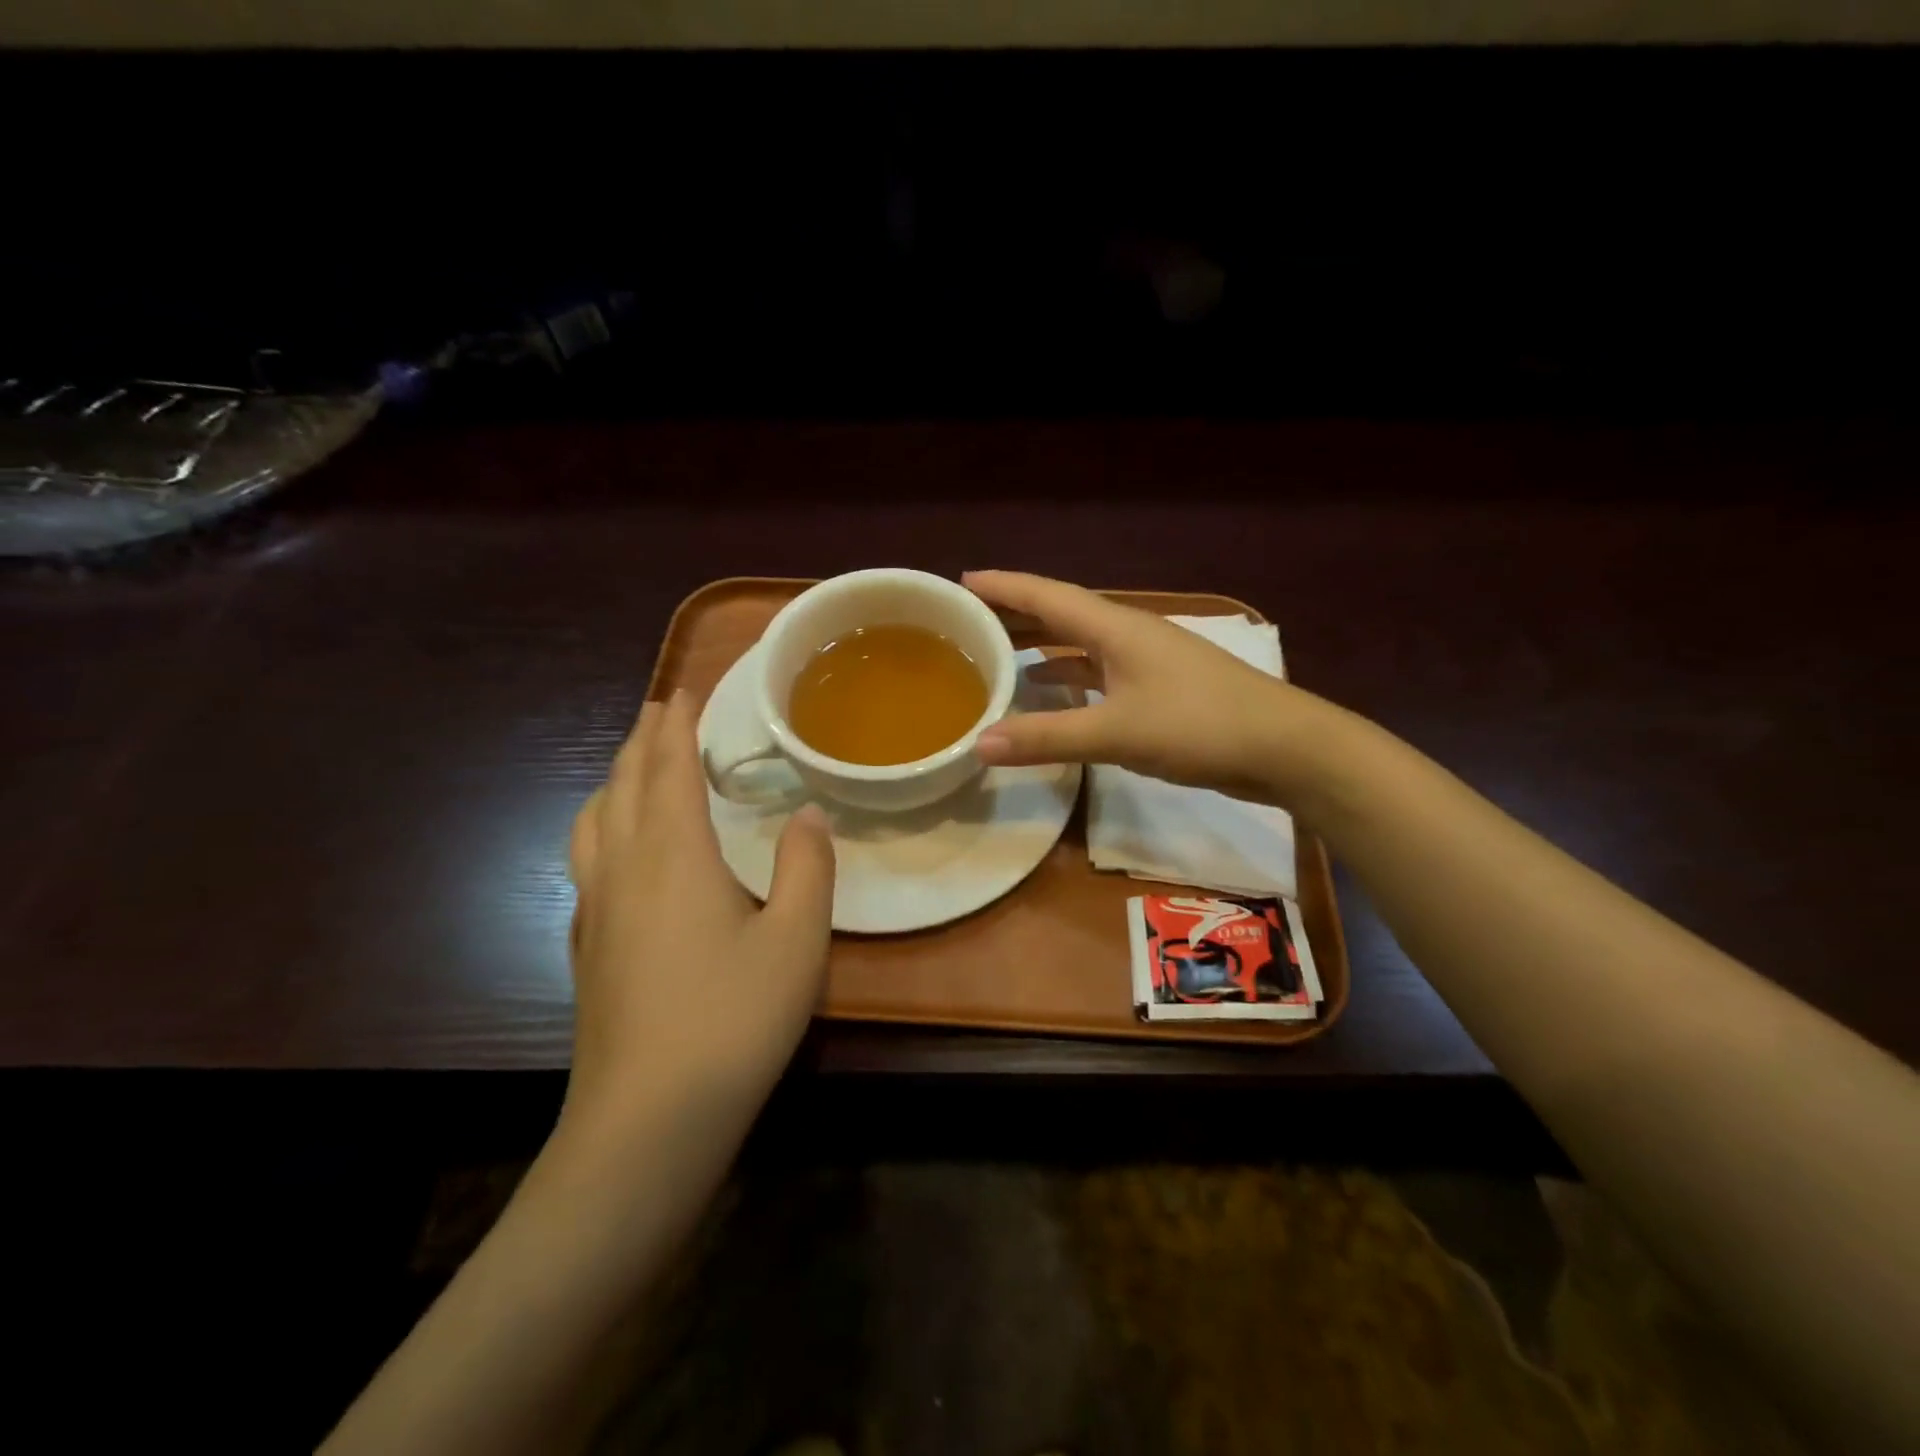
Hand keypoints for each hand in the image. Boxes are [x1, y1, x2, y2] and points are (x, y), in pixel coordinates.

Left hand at [564, 690, 835, 1139]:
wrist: (647, 1123)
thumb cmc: (732, 1020)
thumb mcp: (797, 941)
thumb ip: (807, 867)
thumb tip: (808, 814)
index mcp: (673, 854)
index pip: (670, 766)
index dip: (679, 722)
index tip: (688, 688)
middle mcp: (625, 868)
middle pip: (625, 782)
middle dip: (644, 738)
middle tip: (663, 708)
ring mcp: (595, 908)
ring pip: (594, 819)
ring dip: (615, 777)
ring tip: (637, 766)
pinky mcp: (586, 946)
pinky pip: (587, 857)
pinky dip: (603, 824)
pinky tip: (618, 848)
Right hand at [965, 570, 1331, 805]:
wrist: (1283, 748)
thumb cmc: (1200, 726)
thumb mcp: (1117, 733)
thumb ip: (1047, 737)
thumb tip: (978, 744)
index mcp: (1115, 627)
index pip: (1047, 595)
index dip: (1003, 586)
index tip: (961, 580)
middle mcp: (1127, 634)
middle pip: (1060, 614)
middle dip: (1014, 613)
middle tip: (966, 619)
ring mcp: (1145, 661)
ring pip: (1078, 643)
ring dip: (1038, 644)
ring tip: (995, 652)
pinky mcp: (1157, 689)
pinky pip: (1096, 671)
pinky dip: (1066, 676)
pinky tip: (1048, 690)